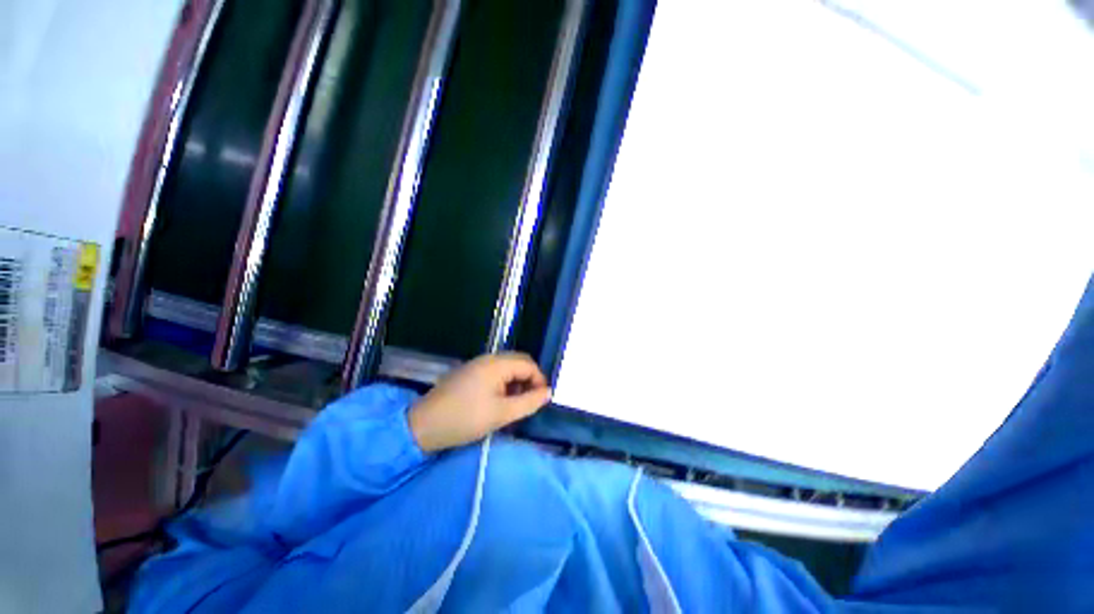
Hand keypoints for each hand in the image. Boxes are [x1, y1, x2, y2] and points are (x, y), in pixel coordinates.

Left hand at [408, 353, 551, 452]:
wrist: (423, 426)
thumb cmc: (465, 419)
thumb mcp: (502, 414)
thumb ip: (529, 402)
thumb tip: (548, 392)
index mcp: (496, 364)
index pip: (528, 364)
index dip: (539, 380)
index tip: (542, 400)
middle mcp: (487, 358)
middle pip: (518, 362)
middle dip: (529, 380)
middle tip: (531, 402)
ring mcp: (476, 364)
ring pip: (506, 367)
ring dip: (516, 382)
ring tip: (516, 404)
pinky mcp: (468, 373)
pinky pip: (494, 373)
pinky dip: (504, 384)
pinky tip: (500, 401)